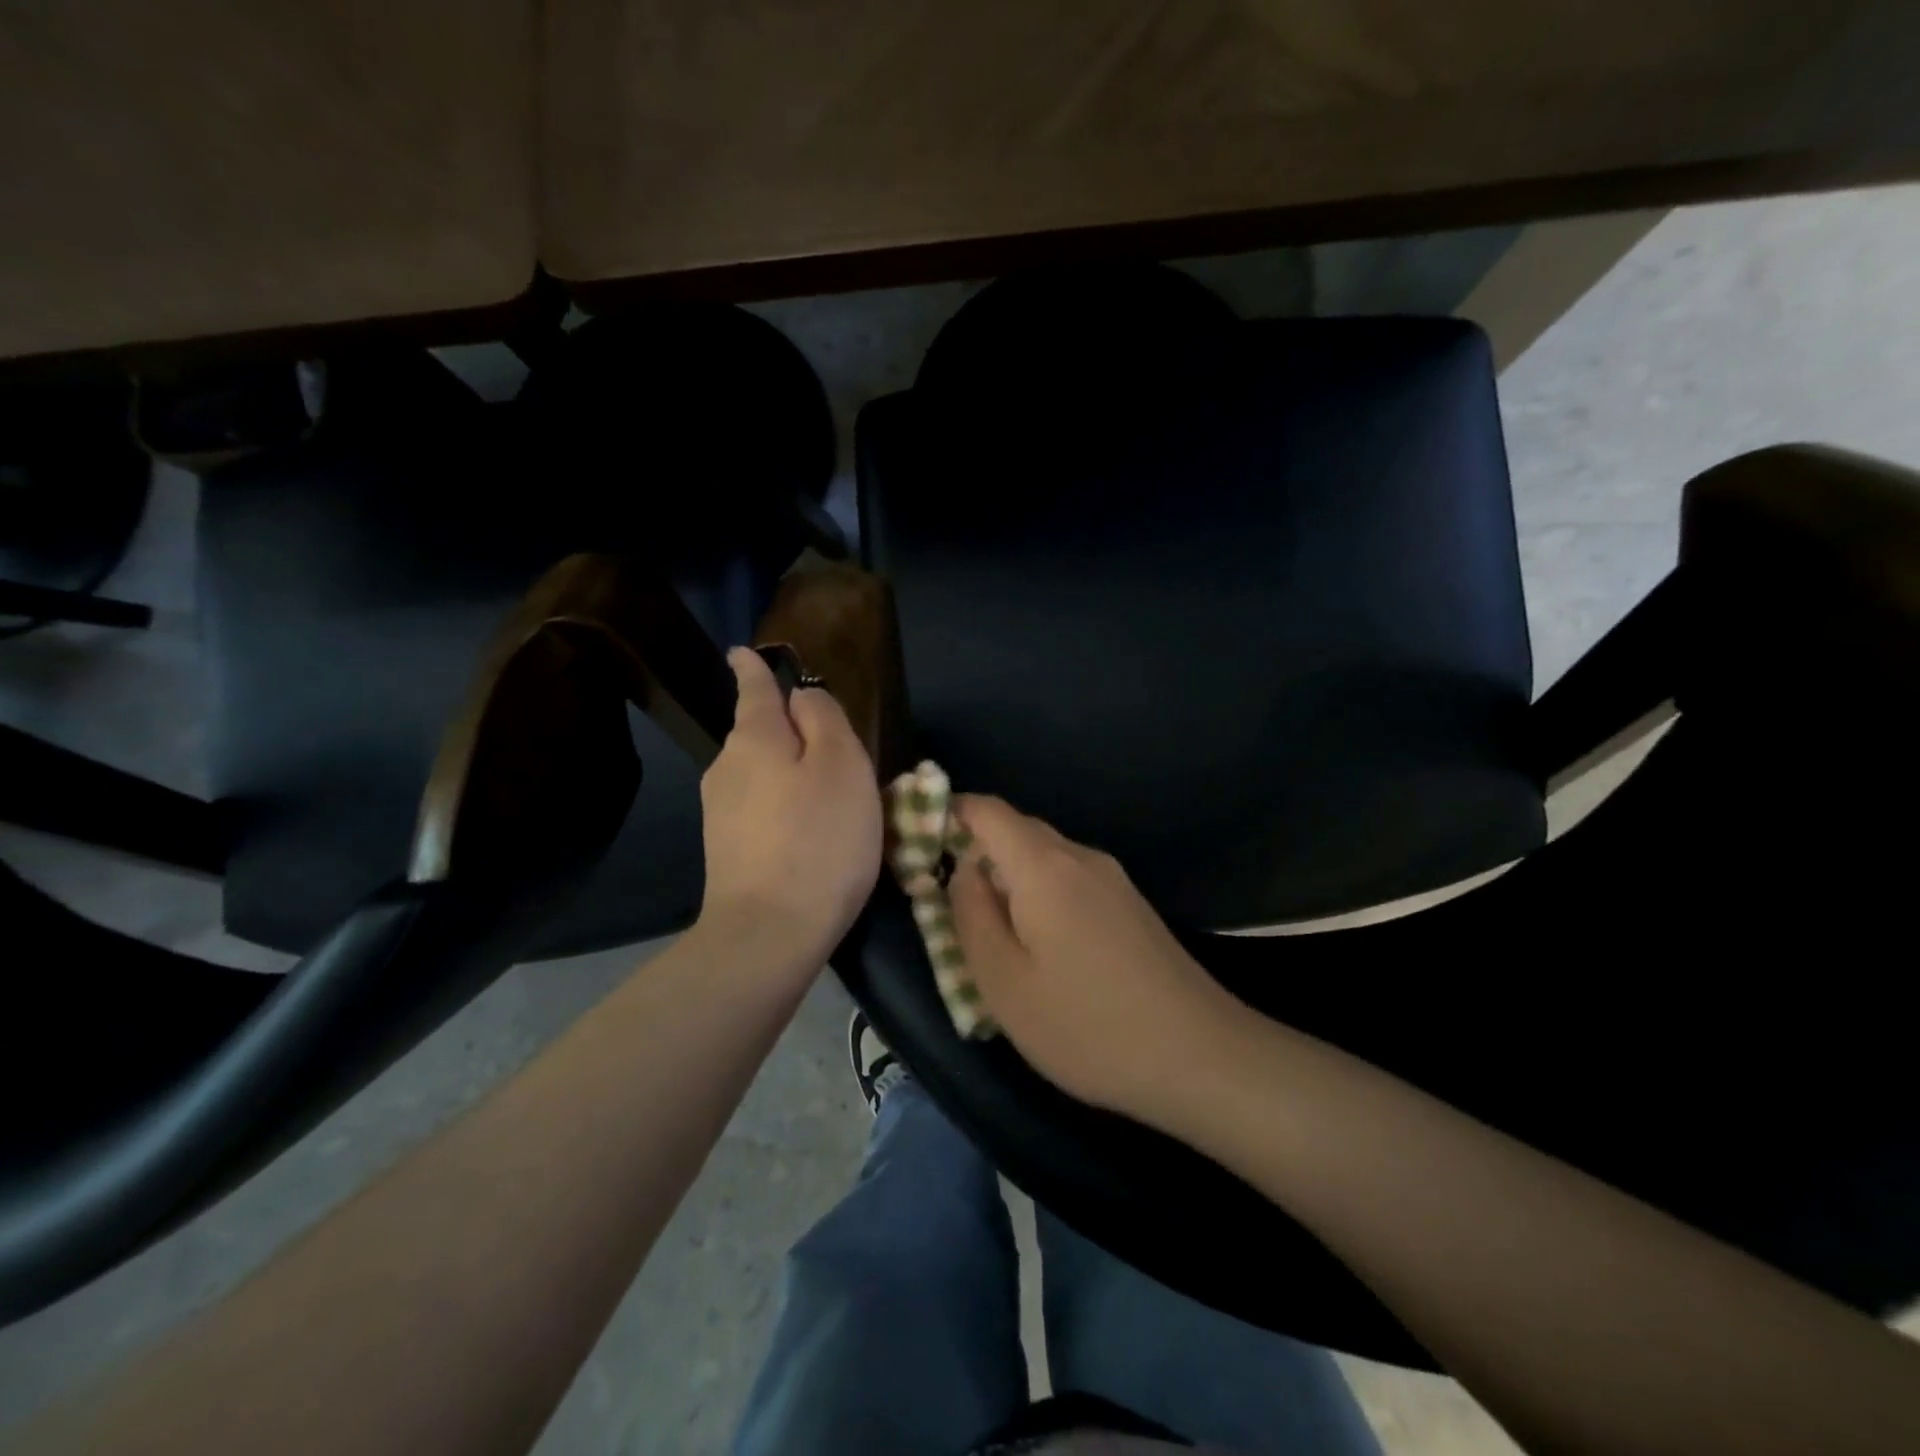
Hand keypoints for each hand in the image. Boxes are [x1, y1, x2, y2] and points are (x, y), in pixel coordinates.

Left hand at [696, 648, 882, 971]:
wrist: (769, 932)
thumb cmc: (819, 838)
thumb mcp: (841, 765)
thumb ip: (824, 719)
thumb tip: (802, 697)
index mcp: (755, 738)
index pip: (753, 688)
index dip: (752, 668)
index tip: (742, 652)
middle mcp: (727, 767)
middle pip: (759, 734)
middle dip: (785, 729)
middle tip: (831, 745)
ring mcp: (720, 812)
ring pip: (759, 774)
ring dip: (786, 773)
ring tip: (826, 794)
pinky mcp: (725, 850)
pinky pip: (758, 809)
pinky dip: (781, 807)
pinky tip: (806, 831)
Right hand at [948, 795, 1248, 1125]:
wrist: (1199, 1055)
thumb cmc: (1086, 1024)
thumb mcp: (1003, 981)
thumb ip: (970, 915)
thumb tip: (962, 870)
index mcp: (1043, 865)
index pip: (986, 810)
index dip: (947, 813)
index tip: (917, 843)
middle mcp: (1080, 856)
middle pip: (1016, 831)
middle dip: (975, 854)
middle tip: (947, 904)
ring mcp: (1112, 878)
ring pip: (1044, 858)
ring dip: (1009, 881)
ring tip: (991, 936)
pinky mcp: (1131, 904)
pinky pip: (1069, 881)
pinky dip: (1040, 896)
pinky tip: (1042, 949)